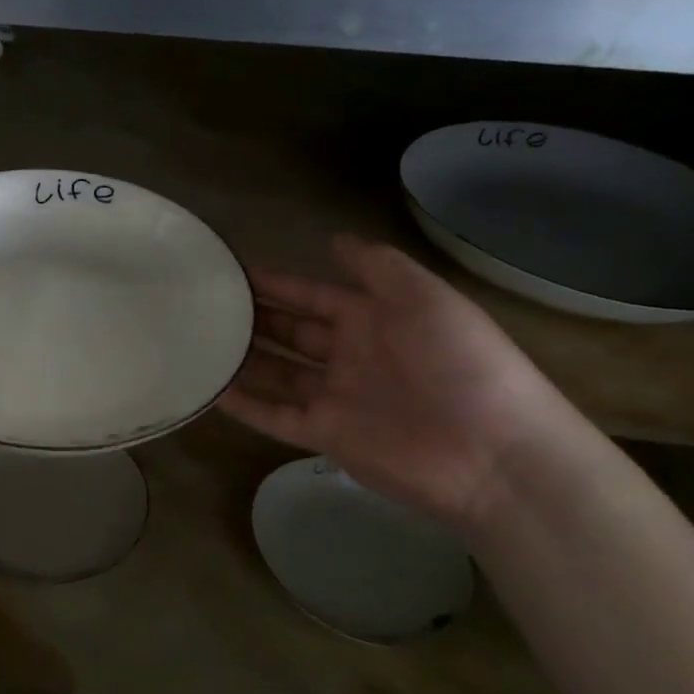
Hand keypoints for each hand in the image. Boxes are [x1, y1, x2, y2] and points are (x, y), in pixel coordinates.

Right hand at [219, 235, 590, 528]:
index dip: (276, 282)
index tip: (231, 270)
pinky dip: (244, 404)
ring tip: (199, 341)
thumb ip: (378, 267)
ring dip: (243, 357)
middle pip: (290, 332)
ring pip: (277, 372)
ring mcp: (335, 397)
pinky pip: (274, 416)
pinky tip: (211, 389)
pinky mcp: (325, 435)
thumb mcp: (426, 298)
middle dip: (253, 317)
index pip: (312, 295)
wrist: (494, 455)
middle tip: (204, 304)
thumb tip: (333, 238)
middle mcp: (349, 355)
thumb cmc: (461, 364)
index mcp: (374, 319)